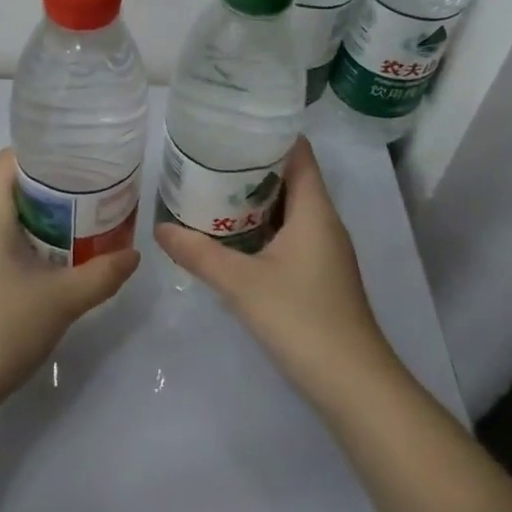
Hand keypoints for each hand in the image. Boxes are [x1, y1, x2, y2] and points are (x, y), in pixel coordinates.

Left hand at [0, 149, 139, 416]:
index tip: (80, 156)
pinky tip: (63, 263)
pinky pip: (8, 247)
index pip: (9, 161)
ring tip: (88, 222)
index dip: (43, 151)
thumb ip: (102, 274)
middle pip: (14, 189)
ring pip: (13, 221)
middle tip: (96, 190)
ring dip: (48, 219)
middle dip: (56, 186)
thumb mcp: (62, 300)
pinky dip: (36, 244)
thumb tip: (134, 254)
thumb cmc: (1, 328)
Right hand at [156, 137, 400, 405]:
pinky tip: (230, 236)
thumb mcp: (241, 283)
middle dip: (251, 166)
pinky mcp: (319, 274)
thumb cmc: (301, 319)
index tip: (231, 126)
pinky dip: (261, 227)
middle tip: (208, 157)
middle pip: (290, 177)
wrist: (352, 385)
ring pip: (288, 209)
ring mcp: (324, 250)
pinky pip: (289, 234)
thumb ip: (198, 253)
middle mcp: (323, 222)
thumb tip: (159, 228)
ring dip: (254, 199)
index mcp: (314, 209)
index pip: (298, 152)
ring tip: (211, 189)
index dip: (269, 134)